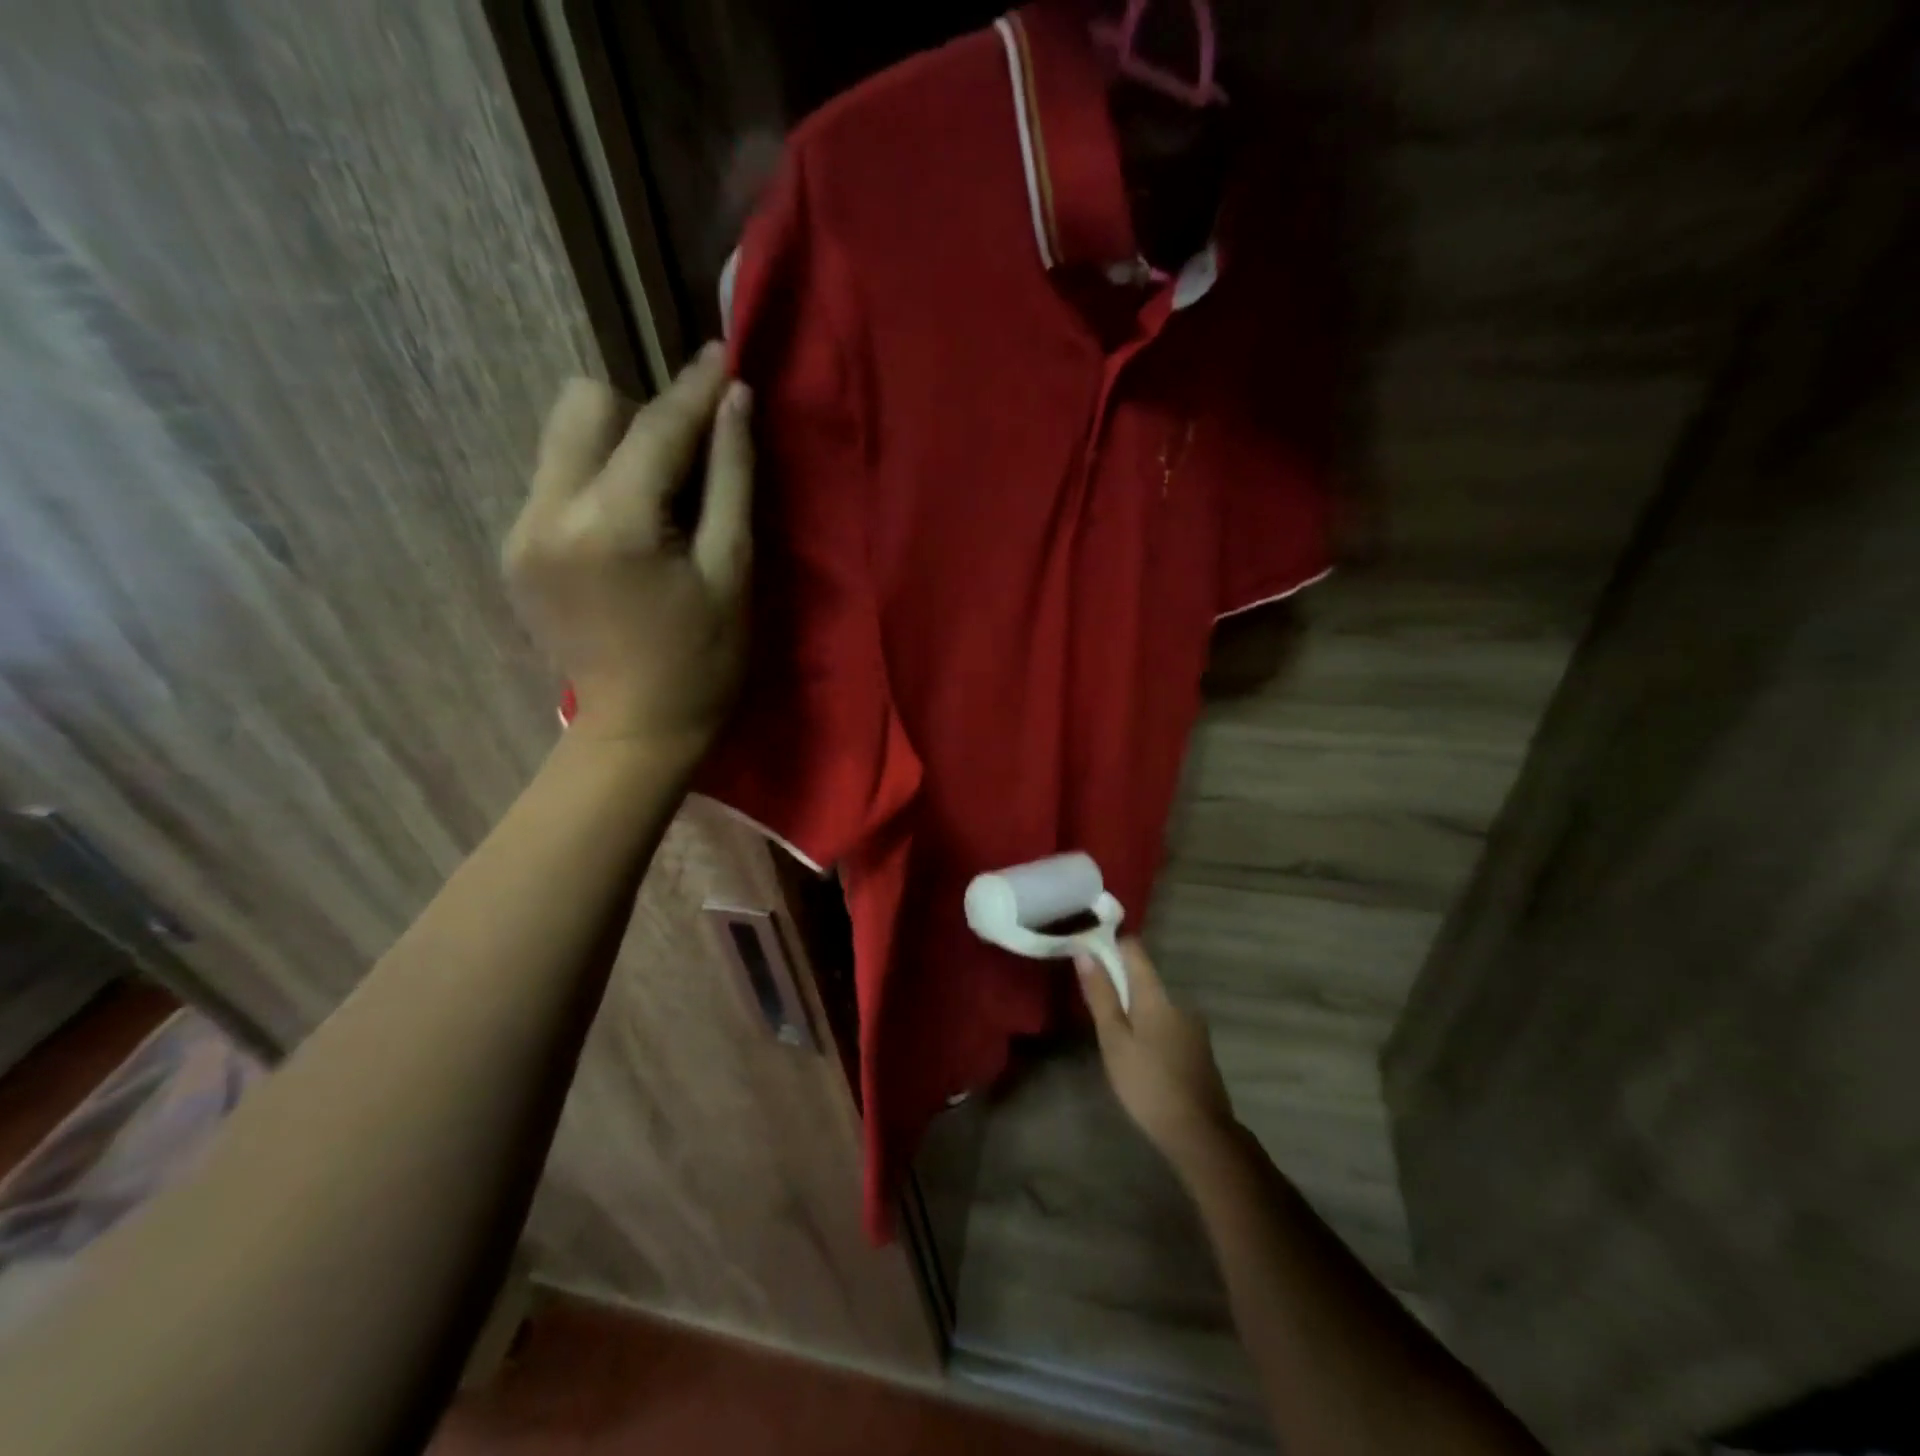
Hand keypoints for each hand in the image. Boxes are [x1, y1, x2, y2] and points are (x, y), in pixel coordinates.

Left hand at [504, 345, 752, 757]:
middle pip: (584, 404)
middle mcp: (548, 513)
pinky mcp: (514, 549)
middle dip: (640, 415)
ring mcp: (520, 530)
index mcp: (612, 524)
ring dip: (617, 447)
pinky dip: (596, 483)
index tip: (721, 356)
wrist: (639, 729)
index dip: (693, 389)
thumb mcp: (733, 572)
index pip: (655, 426)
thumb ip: (732, 481)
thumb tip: (734, 402)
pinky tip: (629, 532)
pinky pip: (555, 480)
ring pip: (563, 438)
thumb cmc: (705, 660)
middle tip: (687, 462)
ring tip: (659, 501)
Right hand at [1077, 939, 1238, 1173]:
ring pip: (1154, 1003)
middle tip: (1091, 1002)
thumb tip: (1085, 952)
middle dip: (1117, 982)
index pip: (1134, 949)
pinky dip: (1148, 1027)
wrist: (1201, 1135)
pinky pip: (1166, 1023)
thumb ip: (1101, 995)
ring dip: (1133, 1008)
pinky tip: (1138, 1053)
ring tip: (1111, 1033)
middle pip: (1143, 977)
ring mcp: (1192, 1026)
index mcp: (1156, 995)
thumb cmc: (1148, 1084)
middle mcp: (1178, 1001)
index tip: (1086, 953)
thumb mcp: (1114, 1040)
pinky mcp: (1198, 1048)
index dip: (1109, 945)